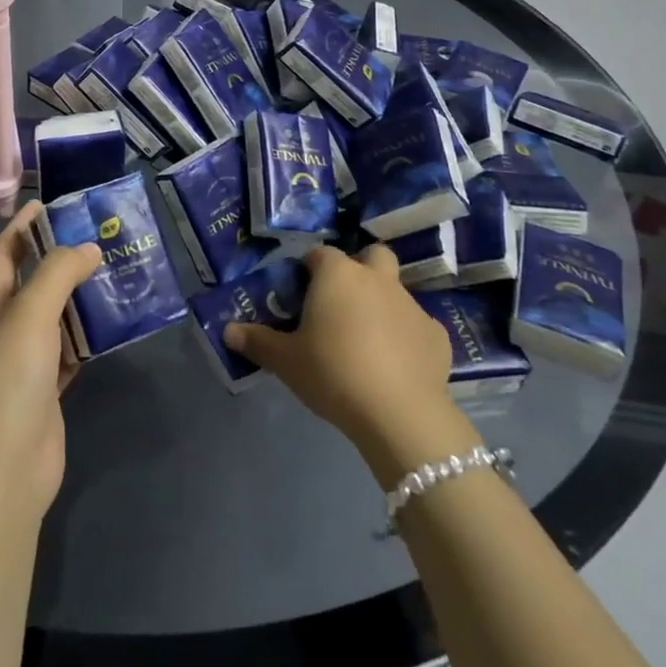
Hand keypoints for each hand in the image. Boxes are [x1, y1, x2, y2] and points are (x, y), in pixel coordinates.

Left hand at [0, 202, 102, 515]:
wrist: (2, 469)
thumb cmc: (7, 379)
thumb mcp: (30, 313)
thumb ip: (58, 273)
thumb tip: (87, 248)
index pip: (3, 253)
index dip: (22, 226)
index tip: (49, 203)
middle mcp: (0, 330)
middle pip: (30, 283)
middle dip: (59, 259)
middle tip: (98, 236)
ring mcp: (22, 364)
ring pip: (53, 318)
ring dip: (78, 298)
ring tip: (114, 272)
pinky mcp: (45, 391)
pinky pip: (69, 352)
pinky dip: (87, 337)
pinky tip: (112, 324)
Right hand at [225, 243, 471, 479]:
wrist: (399, 413)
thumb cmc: (333, 373)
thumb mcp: (286, 361)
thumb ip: (257, 341)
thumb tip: (228, 331)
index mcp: (338, 275)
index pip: (319, 254)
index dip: (308, 270)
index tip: (300, 294)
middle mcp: (377, 279)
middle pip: (371, 255)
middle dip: (359, 269)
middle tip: (341, 302)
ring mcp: (411, 305)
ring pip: (395, 290)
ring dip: (382, 304)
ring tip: (366, 341)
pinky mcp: (437, 335)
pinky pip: (417, 326)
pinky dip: (407, 337)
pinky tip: (397, 364)